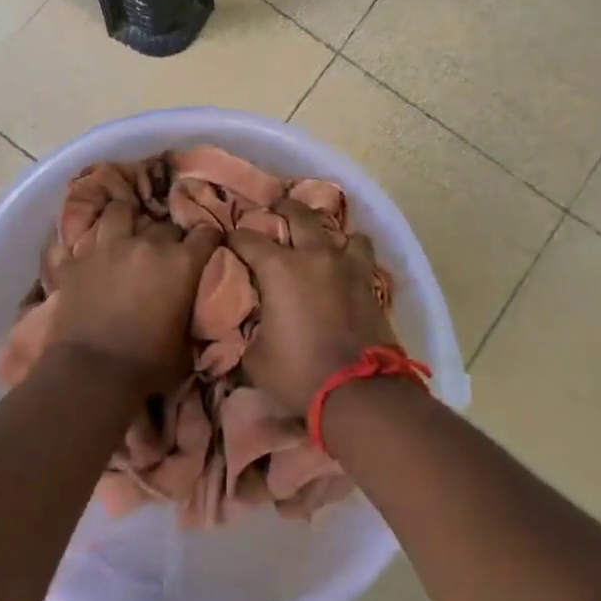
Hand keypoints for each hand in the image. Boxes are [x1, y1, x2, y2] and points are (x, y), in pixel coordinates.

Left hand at [43, 210, 221, 395]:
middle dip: (167, 237)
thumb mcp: (186, 343)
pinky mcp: (75, 261)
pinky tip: (86, 254)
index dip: (207, 240)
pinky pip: (77, 241)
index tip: (206, 247)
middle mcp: (146, 244)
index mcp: (181, 263)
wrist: (92, 373)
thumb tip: (188, 305)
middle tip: (163, 254)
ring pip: (118, 211)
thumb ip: (190, 312)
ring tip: (124, 232)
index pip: (206, 234)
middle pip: (164, 225)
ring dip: (124, 220)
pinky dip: (84, 247)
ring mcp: (107, 247)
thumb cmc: (148, 365)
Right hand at [229, 200, 398, 412]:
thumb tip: (253, 325)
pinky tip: (344, 267)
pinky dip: (351, 255)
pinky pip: (361, 255)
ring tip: (320, 242)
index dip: (235, 237)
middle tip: (276, 210)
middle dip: (283, 208)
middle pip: (298, 214)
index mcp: (280, 268)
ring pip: (340, 230)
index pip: (249, 238)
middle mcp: (314, 256)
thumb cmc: (298, 372)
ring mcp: (347, 266)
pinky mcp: (370, 283)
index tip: (230, 240)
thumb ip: (251, 330)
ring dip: (327, 232)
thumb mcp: (256, 357)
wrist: (359, 391)